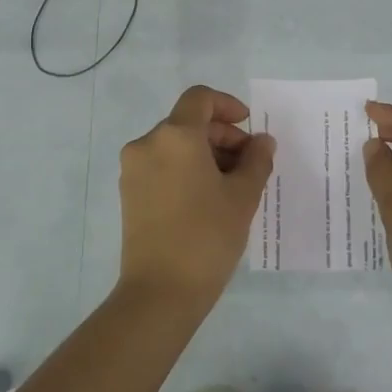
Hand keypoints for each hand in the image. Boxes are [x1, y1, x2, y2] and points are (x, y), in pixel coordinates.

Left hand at [118, 85, 275, 314]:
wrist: (160, 292)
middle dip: (222, 136)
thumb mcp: (243, 196)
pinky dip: (186, 169)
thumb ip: (257, 160)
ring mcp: (133, 170)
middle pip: (188, 122)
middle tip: (250, 164)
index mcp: (175, 136)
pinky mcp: (129, 194)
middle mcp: (148, 144)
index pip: (200, 99)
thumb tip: (262, 142)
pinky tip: (208, 198)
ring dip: (205, 154)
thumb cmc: (207, 236)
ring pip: (175, 145)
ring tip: (232, 185)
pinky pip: (162, 166)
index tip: (248, 128)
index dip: (227, 105)